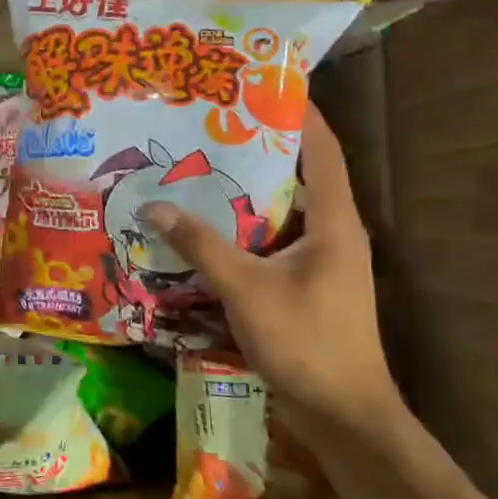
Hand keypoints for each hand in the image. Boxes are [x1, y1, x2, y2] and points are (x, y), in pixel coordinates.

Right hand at [138, 107, 402, 443]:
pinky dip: (243, 226)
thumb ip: (200, 244)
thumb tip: (153, 206)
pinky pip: (272, 239)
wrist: (344, 414)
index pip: (321, 149)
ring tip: (199, 166)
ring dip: (246, 189)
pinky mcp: (307, 283)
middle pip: (299, 173)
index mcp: (334, 221)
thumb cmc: (306, 342)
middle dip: (258, 146)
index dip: (297, 112)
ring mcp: (322, 260)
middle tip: (209, 124)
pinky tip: (205, 225)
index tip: (260, 83)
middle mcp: (334, 231)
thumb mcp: (245, 288)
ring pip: (282, 209)